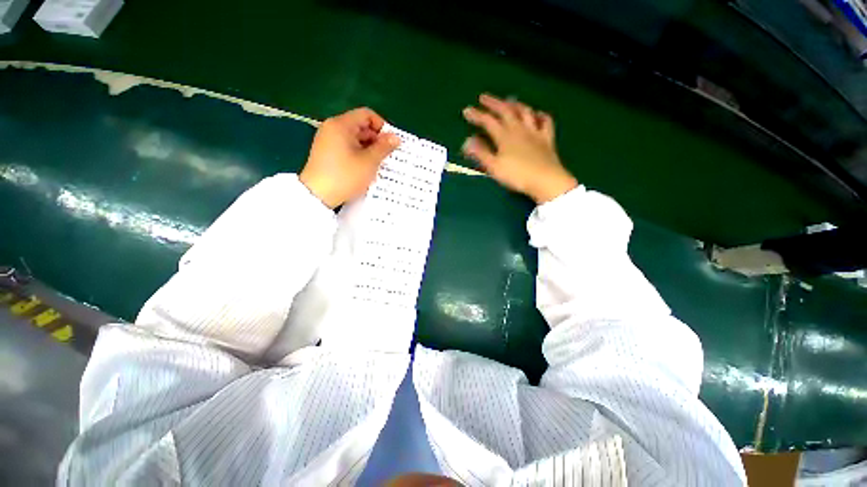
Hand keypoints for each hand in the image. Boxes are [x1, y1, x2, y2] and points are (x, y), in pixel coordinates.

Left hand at [300, 108, 400, 208]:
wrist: (317, 195)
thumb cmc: (345, 176)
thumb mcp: (369, 162)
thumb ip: (384, 147)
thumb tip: (396, 137)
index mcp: (341, 125)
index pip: (367, 115)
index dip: (382, 126)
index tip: (390, 143)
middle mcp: (332, 128)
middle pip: (360, 126)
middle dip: (376, 140)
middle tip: (387, 156)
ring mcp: (328, 141)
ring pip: (355, 139)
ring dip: (369, 149)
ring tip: (377, 165)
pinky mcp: (327, 153)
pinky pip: (347, 148)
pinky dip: (358, 155)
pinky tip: (365, 168)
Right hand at [462, 94, 576, 203]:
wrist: (544, 180)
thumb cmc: (516, 175)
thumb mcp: (494, 167)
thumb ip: (481, 153)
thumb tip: (467, 141)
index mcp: (504, 136)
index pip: (488, 121)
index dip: (477, 115)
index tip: (466, 110)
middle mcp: (519, 129)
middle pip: (505, 111)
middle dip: (493, 103)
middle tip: (484, 97)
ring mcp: (535, 132)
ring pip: (525, 112)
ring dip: (515, 104)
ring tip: (508, 101)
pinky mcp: (547, 139)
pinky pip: (545, 122)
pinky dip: (540, 115)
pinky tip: (537, 114)